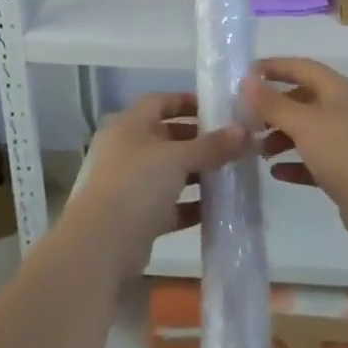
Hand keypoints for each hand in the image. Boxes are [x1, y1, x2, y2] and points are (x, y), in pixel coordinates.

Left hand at [66, 93, 251, 279]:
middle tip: (232, 142)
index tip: (218, 108)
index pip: (160, 101)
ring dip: (199, 173)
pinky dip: (192, 204)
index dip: (187, 102)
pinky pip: (171, 204)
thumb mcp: (178, 158)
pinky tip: (218, 207)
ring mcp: (130, 185)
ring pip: (171, 172)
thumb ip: (212, 145)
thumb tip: (245, 131)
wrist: (101, 246)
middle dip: (199, 140)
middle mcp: (127, 150)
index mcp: (129, 125)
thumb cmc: (136, 184)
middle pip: (168, 137)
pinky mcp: (137, 217)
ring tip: (232, 173)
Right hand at [243, 59, 347, 241]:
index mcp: (337, 90)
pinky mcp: (344, 170)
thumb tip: (246, 81)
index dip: (274, 67)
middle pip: (302, 100)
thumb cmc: (343, 152)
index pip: (302, 67)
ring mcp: (345, 141)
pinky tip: (275, 173)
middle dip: (273, 108)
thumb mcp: (304, 123)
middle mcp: (342, 110)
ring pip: (306, 131)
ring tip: (257, 150)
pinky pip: (312, 161)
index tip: (245, 74)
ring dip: (280, 137)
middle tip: (245, 120)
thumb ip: (273, 103)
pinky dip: (294, 163)